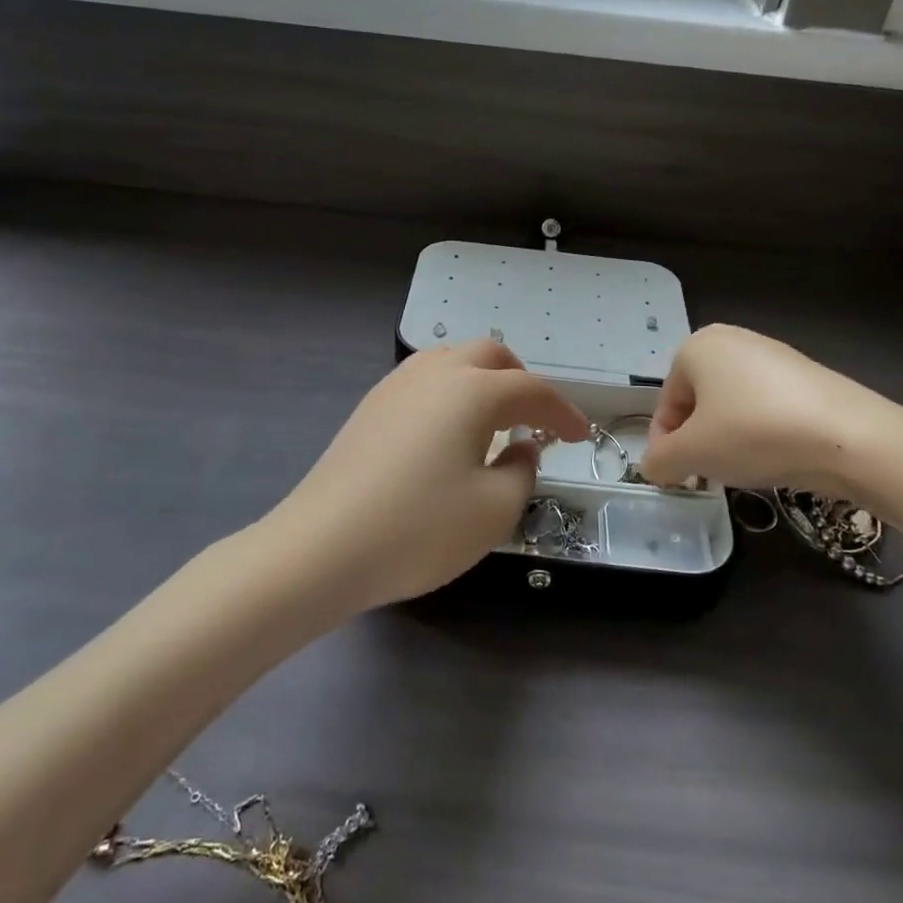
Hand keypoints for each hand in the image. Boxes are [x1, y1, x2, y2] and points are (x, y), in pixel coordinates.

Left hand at [271, 339, 590, 610]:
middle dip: (521, 380)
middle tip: (536, 418)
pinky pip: (424, 379)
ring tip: (493, 419)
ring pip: (452, 359)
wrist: (321, 547)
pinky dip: (451, 391)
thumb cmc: (419, 529)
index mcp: (473, 391)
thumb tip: (521, 448)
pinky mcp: (370, 405)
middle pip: (490, 355)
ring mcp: (396, 385)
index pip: (532, 390)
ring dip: (483, 379)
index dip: (563, 411)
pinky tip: (447, 430)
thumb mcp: (493, 510)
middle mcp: (436, 373)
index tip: (581, 435)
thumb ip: (521, 472)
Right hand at [640, 325, 902, 495]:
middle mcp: (731, 339)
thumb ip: (660, 461)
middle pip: (698, 403)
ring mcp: (772, 353)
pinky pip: (765, 406)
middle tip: (709, 475)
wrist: (849, 436)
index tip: (677, 479)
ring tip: (745, 468)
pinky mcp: (805, 374)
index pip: (666, 405)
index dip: (665, 447)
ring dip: (728, 439)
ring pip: (731, 406)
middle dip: (698, 441)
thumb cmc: (754, 433)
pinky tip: (776, 456)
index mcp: (696, 347)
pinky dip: (760, 432)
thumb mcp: (693, 454)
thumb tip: (654, 466)